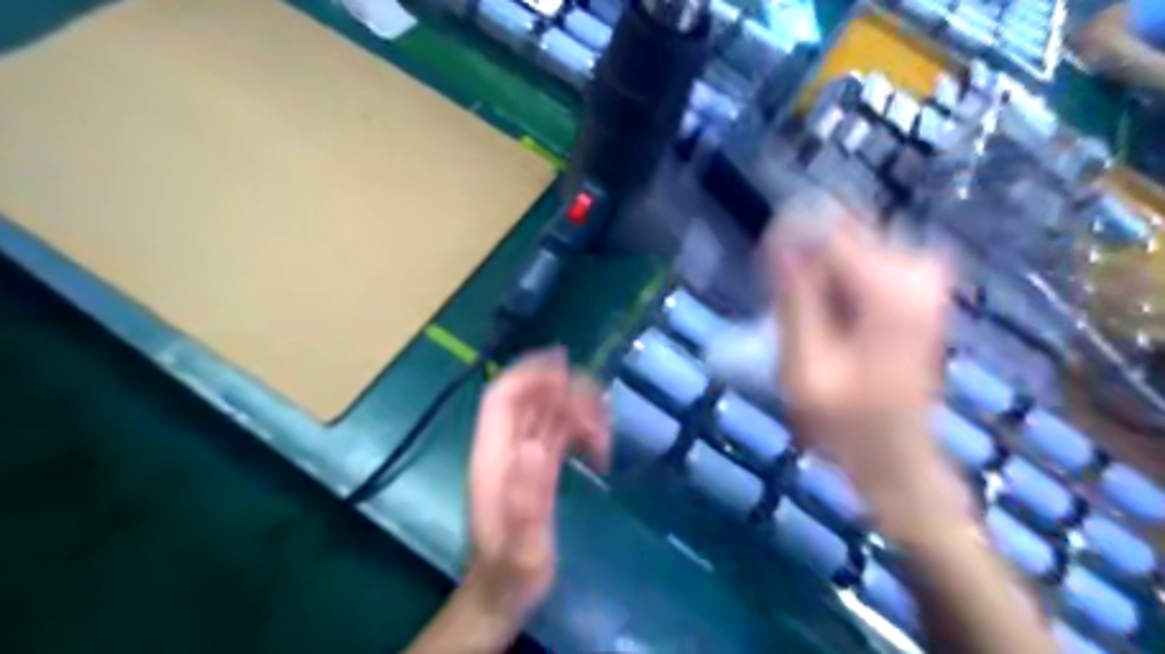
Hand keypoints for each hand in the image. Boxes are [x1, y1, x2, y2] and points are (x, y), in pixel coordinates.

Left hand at [465, 347, 610, 617]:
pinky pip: (560, 433)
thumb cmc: (510, 572)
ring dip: (578, 412)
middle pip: (531, 399)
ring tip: (604, 436)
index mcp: (493, 455)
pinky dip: (581, 431)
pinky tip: (599, 448)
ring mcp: (524, 456)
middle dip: (565, 391)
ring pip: (549, 413)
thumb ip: (524, 500)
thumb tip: (535, 447)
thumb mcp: (520, 544)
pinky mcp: (540, 467)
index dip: (529, 372)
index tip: (563, 362)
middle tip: (601, 407)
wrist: (506, 593)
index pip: (503, 398)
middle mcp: (506, 447)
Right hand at [772, 212, 971, 539]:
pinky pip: (864, 263)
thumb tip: (778, 238)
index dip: (789, 245)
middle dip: (806, 266)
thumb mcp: (803, 366)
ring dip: (819, 278)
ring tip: (810, 325)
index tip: (767, 282)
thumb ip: (793, 299)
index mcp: (890, 289)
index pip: (828, 230)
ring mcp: (925, 278)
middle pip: (841, 235)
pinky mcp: (920, 288)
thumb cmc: (844, 422)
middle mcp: (918, 270)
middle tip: (792, 317)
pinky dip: (837, 285)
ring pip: (849, 248)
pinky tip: (831, 323)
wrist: (896, 457)